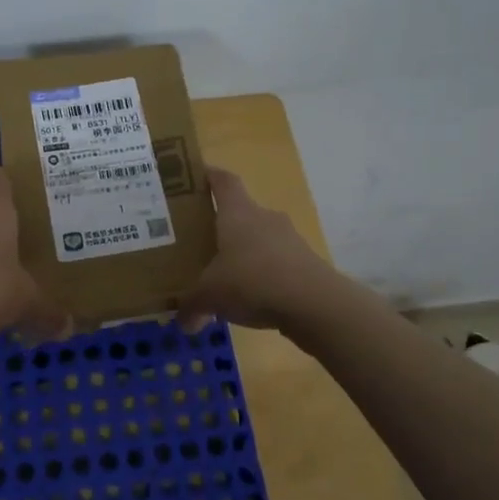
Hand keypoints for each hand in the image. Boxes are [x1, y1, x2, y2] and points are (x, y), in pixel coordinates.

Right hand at [178, 167, 334, 334]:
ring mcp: (289, 240)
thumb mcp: (210, 296)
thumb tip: (183, 323)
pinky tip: (251, 298)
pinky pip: (276, 263)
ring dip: (244, 253)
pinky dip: (263, 275)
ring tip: (225, 275)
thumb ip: (192, 306)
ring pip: (260, 239)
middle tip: (200, 240)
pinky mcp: (305, 263)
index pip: (223, 181)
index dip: (210, 176)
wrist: (314, 304)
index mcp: (238, 213)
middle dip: (222, 225)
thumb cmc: (252, 281)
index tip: (195, 177)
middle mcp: (264, 218)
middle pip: (241, 212)